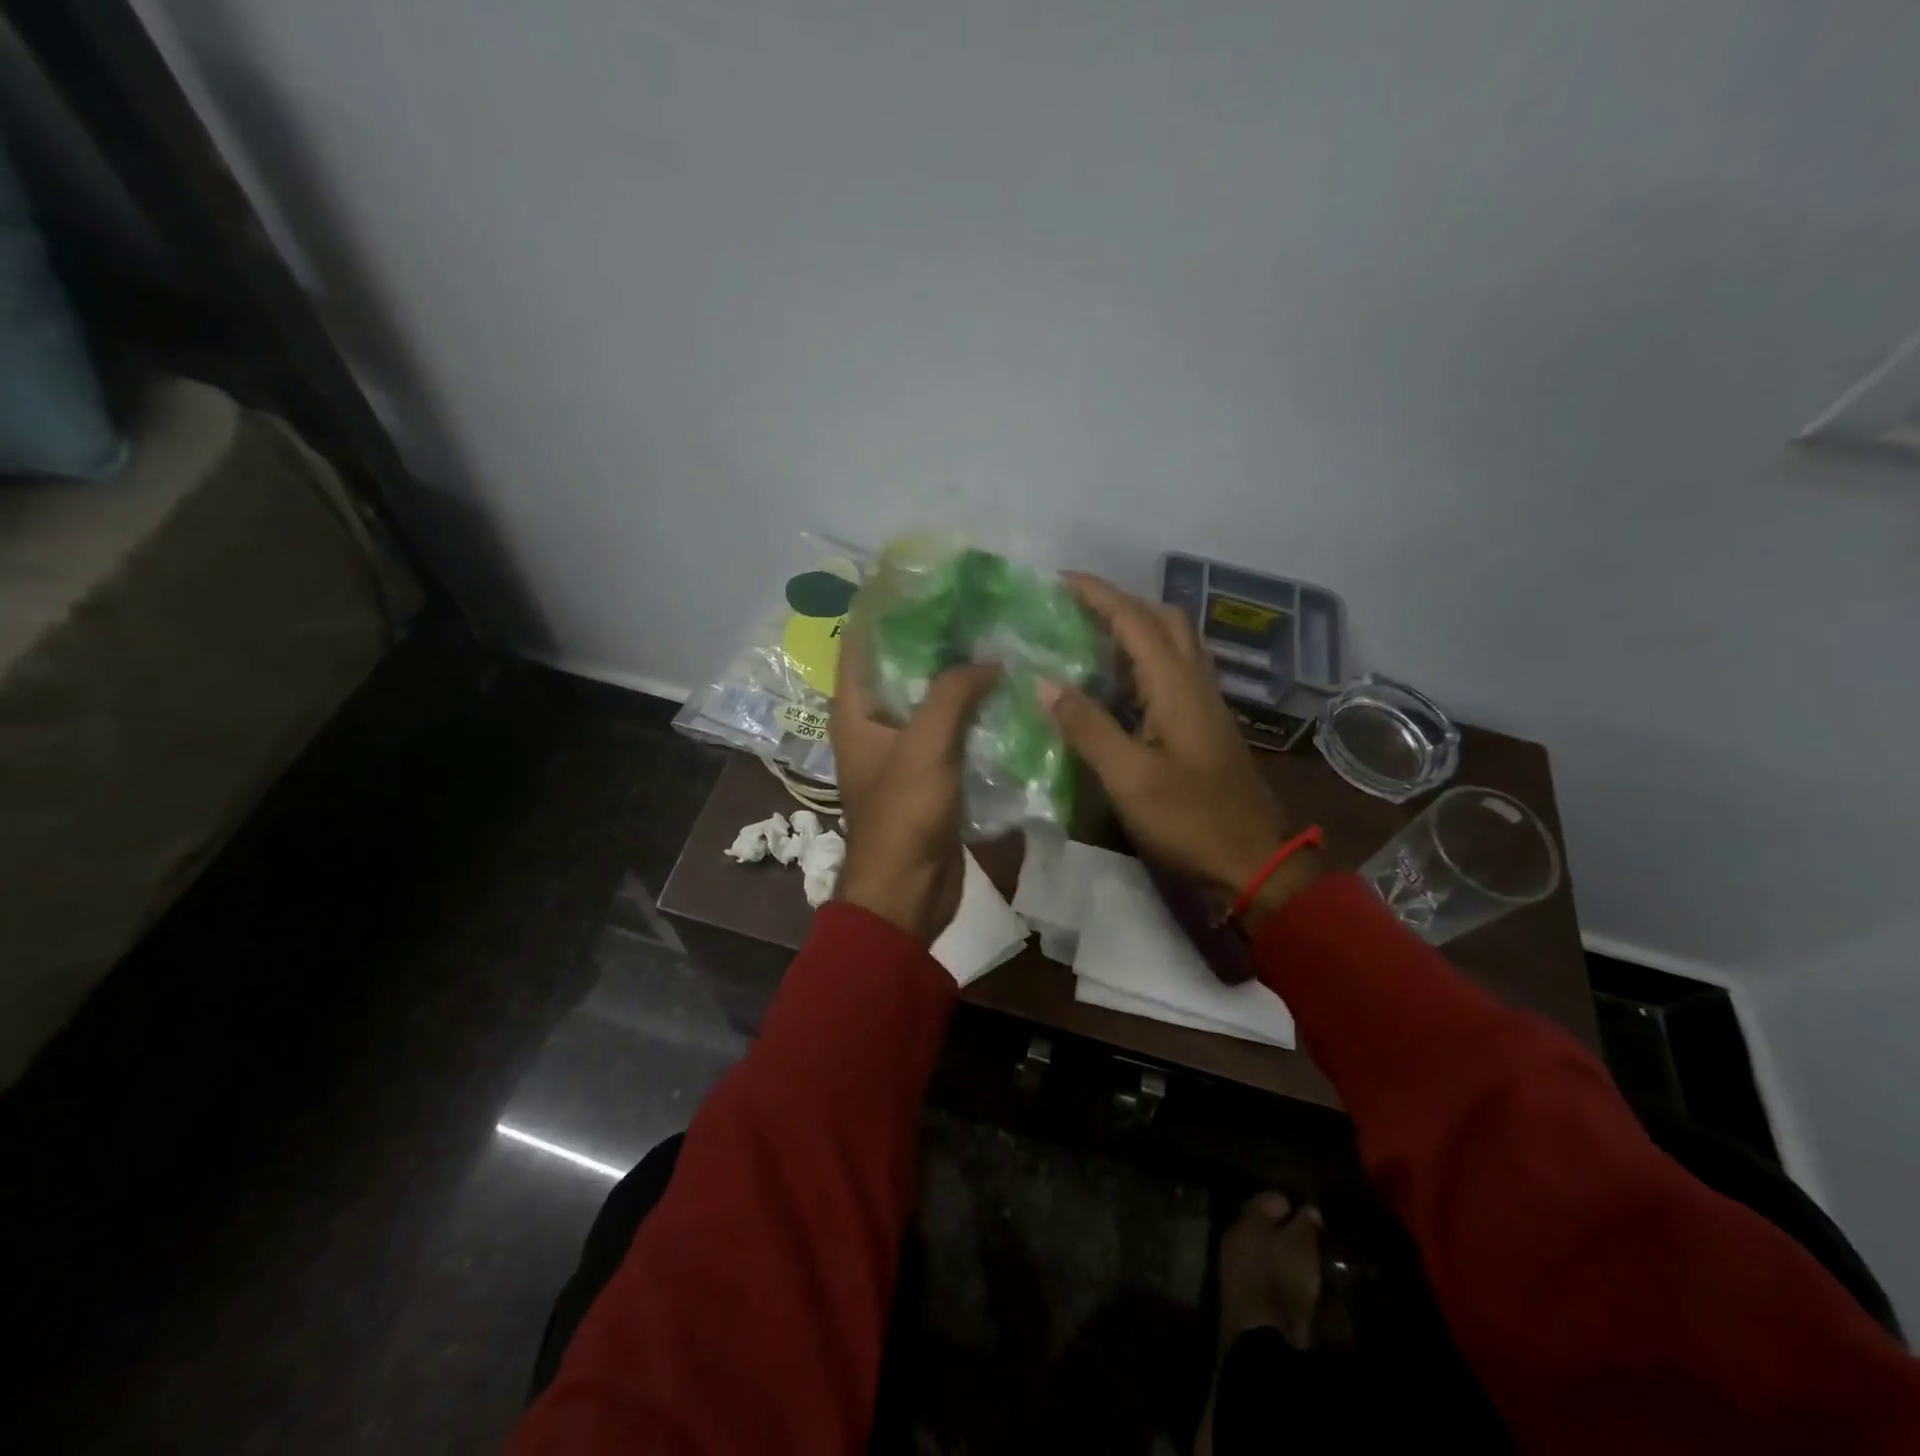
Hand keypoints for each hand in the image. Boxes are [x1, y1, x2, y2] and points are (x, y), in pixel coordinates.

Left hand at [829, 632, 998, 944]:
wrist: (908, 893)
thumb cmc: (904, 817)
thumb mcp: (925, 747)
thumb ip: (952, 695)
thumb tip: (987, 661)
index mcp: (855, 711)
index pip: (861, 642)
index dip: (884, 607)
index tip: (922, 577)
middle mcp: (875, 724)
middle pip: (900, 667)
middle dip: (933, 638)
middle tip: (975, 606)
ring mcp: (904, 750)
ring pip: (931, 700)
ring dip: (958, 676)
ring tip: (996, 639)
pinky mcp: (932, 774)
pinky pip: (951, 731)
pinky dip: (972, 711)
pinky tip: (1005, 693)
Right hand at [1040, 573, 1318, 926]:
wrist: (1254, 863)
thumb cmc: (1190, 821)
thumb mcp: (1129, 778)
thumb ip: (1088, 727)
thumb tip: (1044, 683)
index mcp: (1177, 687)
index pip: (1135, 621)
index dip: (1098, 595)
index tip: (1059, 581)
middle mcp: (1195, 683)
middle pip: (1163, 620)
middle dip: (1119, 602)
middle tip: (1075, 608)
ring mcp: (1205, 704)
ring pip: (1173, 643)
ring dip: (1134, 626)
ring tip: (1089, 635)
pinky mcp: (1204, 725)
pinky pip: (1174, 670)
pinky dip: (1143, 658)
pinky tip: (1117, 682)